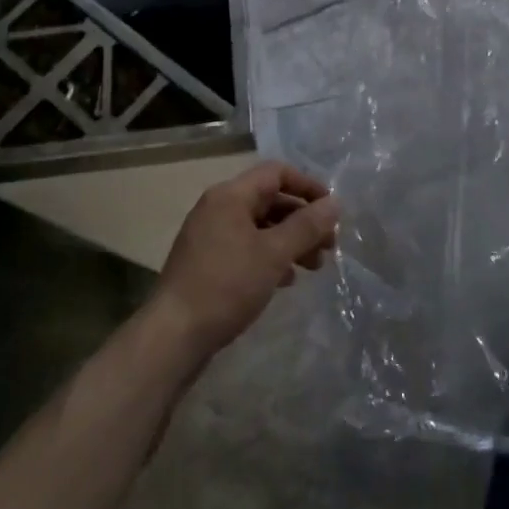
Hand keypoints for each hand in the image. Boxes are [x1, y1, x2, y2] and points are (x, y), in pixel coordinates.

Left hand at [150, 161, 339, 359]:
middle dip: (302, 220)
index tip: (332, 211)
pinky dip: (270, 257)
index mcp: (230, 195)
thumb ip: (306, 226)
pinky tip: (286, 280)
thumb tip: (334, 203)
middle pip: (270, 200)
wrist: (174, 335)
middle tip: (329, 246)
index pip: (276, 172)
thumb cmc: (226, 286)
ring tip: (314, 267)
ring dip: (290, 241)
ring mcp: (210, 236)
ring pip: (260, 227)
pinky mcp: (208, 263)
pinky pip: (247, 248)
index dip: (308, 186)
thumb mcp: (273, 254)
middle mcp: (218, 208)